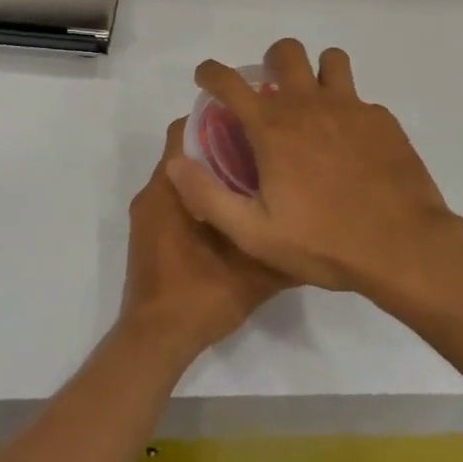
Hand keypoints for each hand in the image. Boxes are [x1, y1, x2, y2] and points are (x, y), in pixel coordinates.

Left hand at [119, 119, 288, 364]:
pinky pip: (175, 200)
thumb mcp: (252, 273)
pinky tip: (233, 214)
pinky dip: (200, 198)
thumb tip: (314, 225)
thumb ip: (280, 245)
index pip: (184, 132)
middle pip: (184, 153)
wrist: (156, 341)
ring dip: (210, 174)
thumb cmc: (198, 297)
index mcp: (169, 190)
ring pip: (180, 178)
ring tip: (253, 180)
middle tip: (260, 151)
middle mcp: (153, 194)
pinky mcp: (150, 235)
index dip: (215, 121)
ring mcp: (148, 216)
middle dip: (218, 146)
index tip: (250, 123)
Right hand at [166, 39, 458, 298]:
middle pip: (286, 52)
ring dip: (317, 73)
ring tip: (315, 104)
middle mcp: (309, 105)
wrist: (406, 249)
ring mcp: (351, 108)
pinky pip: (360, 99)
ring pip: (331, 60)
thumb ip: (208, 197)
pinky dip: (349, 111)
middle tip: (271, 90)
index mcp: (273, 128)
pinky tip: (352, 146)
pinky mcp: (383, 121)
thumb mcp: (255, 234)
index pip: (230, 81)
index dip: (211, 72)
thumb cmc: (325, 242)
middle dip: (272, 61)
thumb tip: (175, 164)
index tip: (206, 77)